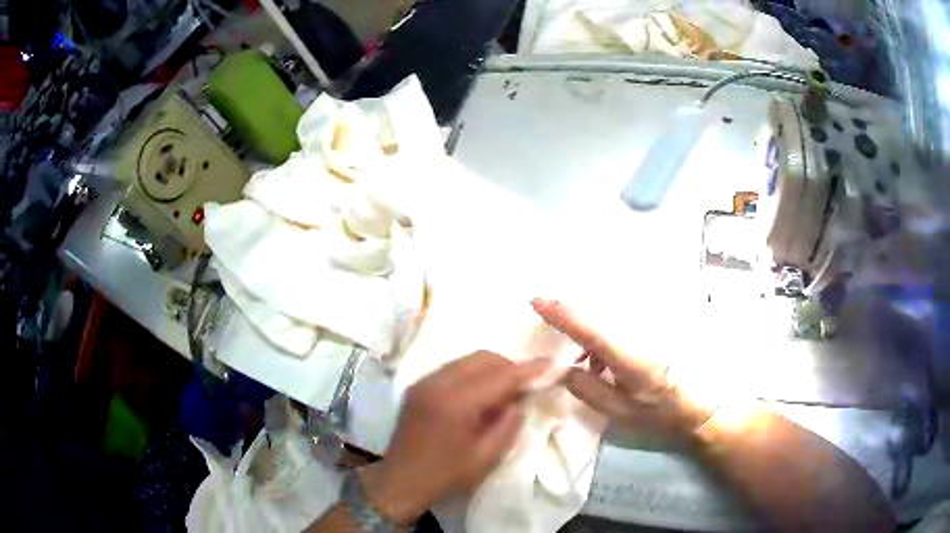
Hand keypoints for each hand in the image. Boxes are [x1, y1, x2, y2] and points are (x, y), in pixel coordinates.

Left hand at [360, 351, 550, 525]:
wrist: (400, 480)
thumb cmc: (447, 474)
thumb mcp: (487, 456)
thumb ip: (509, 422)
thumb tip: (521, 397)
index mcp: (457, 402)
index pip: (501, 375)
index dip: (529, 369)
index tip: (551, 364)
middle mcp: (438, 382)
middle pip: (483, 358)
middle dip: (509, 366)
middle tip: (526, 385)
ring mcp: (424, 381)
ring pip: (467, 360)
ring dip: (491, 368)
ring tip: (504, 391)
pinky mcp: (417, 385)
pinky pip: (453, 368)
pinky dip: (472, 373)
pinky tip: (479, 394)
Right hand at [531, 298, 713, 436]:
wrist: (698, 407)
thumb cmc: (660, 415)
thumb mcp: (620, 413)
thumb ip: (589, 391)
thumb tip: (562, 370)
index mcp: (630, 358)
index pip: (591, 330)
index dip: (563, 315)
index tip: (537, 302)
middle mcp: (637, 337)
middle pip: (596, 317)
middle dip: (570, 319)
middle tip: (551, 328)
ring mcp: (646, 333)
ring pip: (606, 321)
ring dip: (587, 335)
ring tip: (584, 364)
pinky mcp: (649, 334)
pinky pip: (616, 328)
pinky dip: (601, 340)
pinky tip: (601, 364)